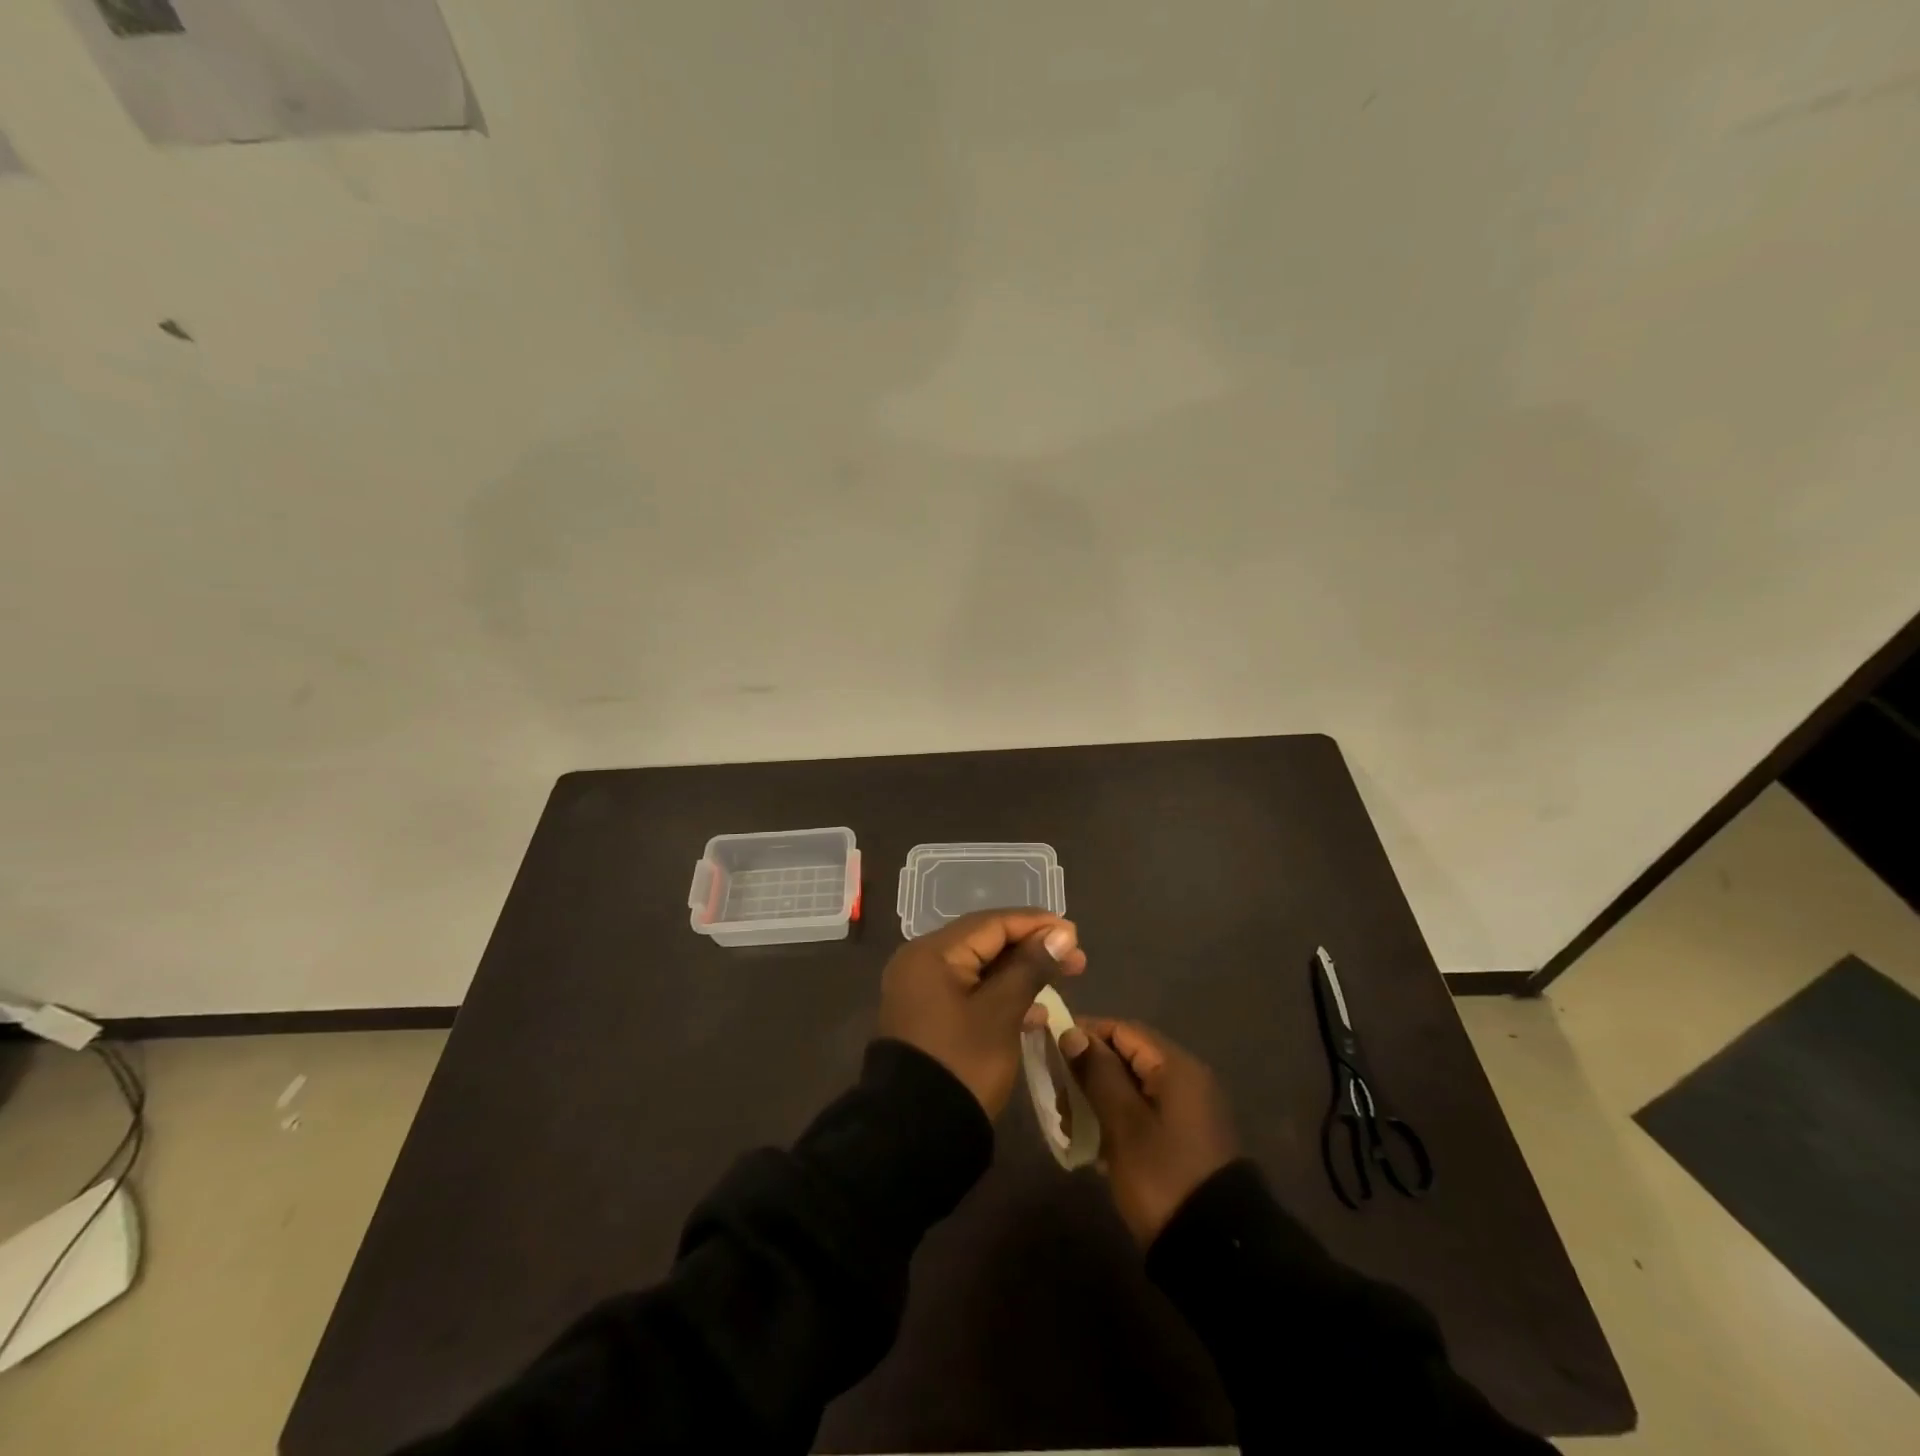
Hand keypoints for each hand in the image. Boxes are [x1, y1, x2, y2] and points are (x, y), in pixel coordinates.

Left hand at [877, 909, 1086, 1116]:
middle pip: (986, 942)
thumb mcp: (1002, 1013)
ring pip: (981, 968)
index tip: (1074, 933)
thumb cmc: (962, 1064)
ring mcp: (923, 990)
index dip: (1036, 924)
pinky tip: (1036, 1012)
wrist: (914, 1135)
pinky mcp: (930, 1016)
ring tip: (1065, 976)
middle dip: (1032, 947)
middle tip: (1076, 958)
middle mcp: (922, 962)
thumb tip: (1061, 933)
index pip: (991, 923)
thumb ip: (1031, 967)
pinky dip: (1002, 995)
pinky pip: (971, 991)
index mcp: (932, 953)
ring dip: (1022, 972)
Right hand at [1062, 1019, 1238, 1246]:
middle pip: (1127, 1058)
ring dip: (1097, 1099)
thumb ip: (1097, 1073)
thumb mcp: (1123, 1123)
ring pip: (1132, 1088)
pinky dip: (1116, 1120)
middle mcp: (1185, 1080)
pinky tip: (1093, 1147)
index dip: (1085, 1034)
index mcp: (1175, 1067)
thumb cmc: (1163, 1175)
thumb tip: (1073, 1033)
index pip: (1123, 1030)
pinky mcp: (1183, 1141)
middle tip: (1058, 1097)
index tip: (1050, 1050)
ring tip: (1069, 1125)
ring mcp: (1187, 1112)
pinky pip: (1142, 1114)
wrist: (1215, 1250)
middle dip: (1088, 1071)